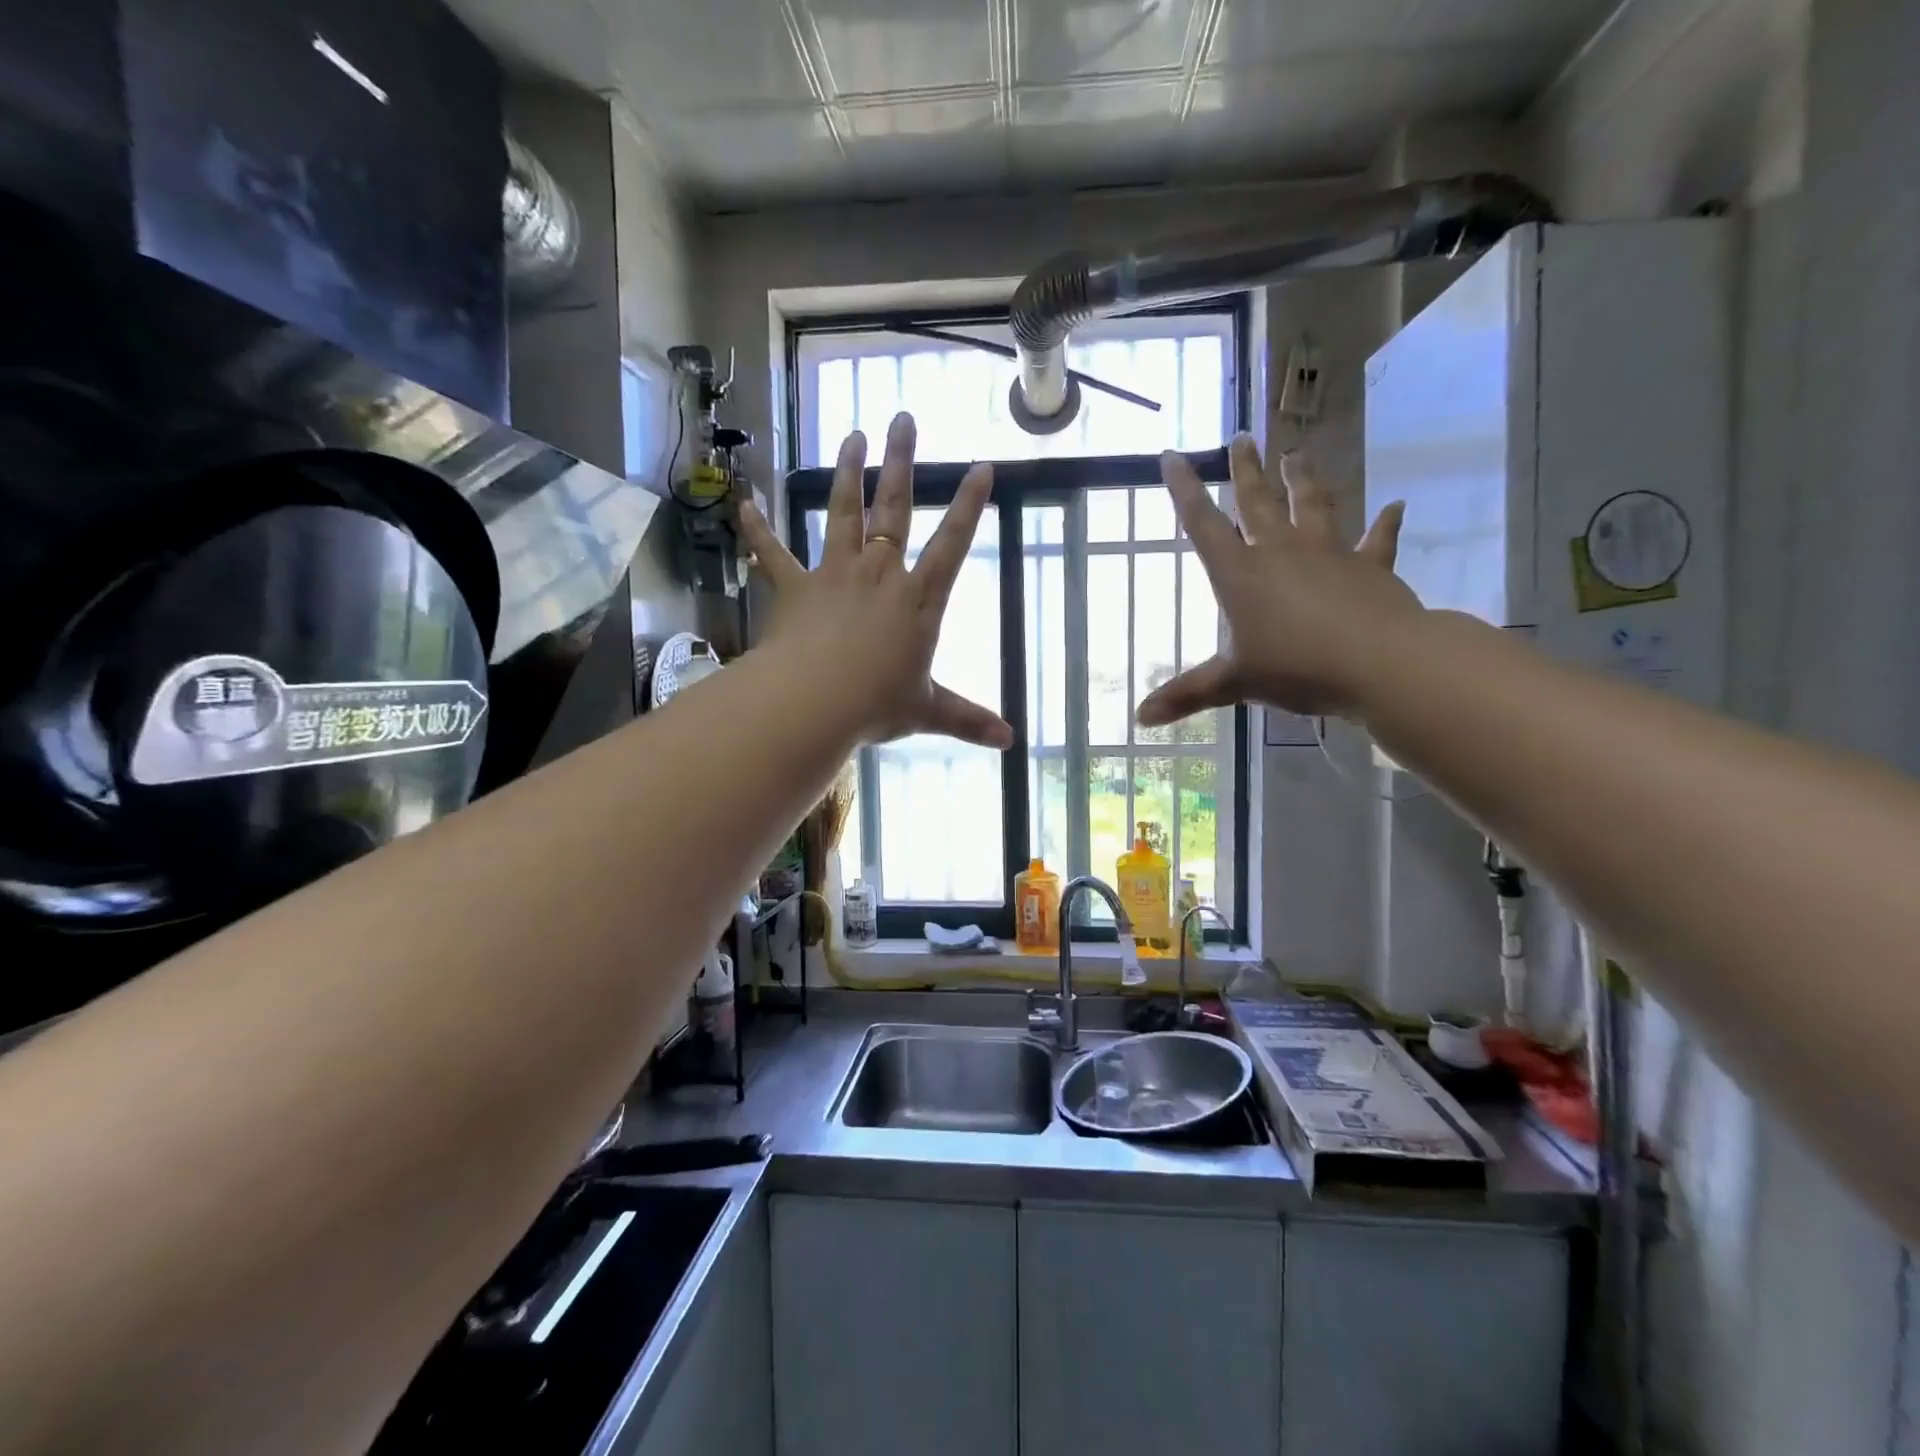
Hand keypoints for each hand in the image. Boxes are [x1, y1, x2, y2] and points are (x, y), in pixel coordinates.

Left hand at [736, 412, 1013, 749]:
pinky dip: (758, 530)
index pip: (952, 545)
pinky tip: (744, 503)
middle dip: (901, 463)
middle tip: (902, 420)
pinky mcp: (796, 589)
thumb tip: (1010, 742)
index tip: (982, 467)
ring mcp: (835, 575)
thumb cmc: (876, 704)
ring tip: (851, 436)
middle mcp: (880, 575)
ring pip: (842, 514)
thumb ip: (968, 720)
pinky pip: (774, 555)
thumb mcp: (928, 712)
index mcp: (918, 600)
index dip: (968, 506)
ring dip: (847, 474)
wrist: (814, 702)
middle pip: (894, 509)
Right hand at [1138, 435, 1421, 725]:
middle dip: (1246, 470)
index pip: (1203, 524)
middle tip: (1241, 437)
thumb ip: (1187, 694)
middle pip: (1258, 502)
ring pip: (1313, 506)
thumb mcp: (1234, 683)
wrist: (1380, 663)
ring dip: (1304, 479)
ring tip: (1297, 453)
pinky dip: (1385, 525)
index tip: (1172, 455)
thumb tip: (1139, 718)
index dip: (1184, 490)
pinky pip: (1377, 541)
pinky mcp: (1369, 568)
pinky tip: (1395, 507)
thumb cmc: (1297, 667)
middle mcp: (1280, 552)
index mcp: (1241, 574)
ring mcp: (1328, 554)